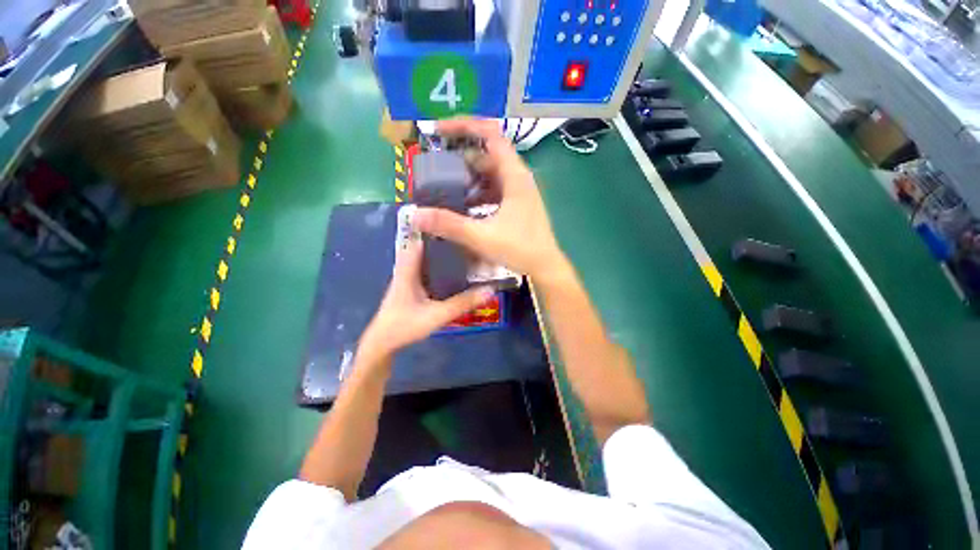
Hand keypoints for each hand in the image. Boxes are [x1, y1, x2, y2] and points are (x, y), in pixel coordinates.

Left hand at [358, 238, 494, 361]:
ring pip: (426, 259)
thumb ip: (462, 303)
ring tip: (465, 248)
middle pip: (426, 247)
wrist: (383, 344)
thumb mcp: (437, 315)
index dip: (436, 228)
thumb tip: (489, 290)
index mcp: (409, 269)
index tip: (456, 222)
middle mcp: (408, 269)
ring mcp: (408, 279)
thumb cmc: (405, 326)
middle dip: (444, 240)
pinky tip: (454, 270)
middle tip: (467, 236)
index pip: (421, 239)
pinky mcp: (412, 288)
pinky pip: (427, 270)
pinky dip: (439, 266)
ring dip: (442, 253)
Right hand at [413, 118, 566, 281]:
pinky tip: (465, 206)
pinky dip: (478, 193)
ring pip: (490, 175)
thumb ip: (449, 225)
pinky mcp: (517, 204)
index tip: (439, 130)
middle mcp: (518, 178)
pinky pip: (494, 190)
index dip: (464, 126)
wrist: (545, 267)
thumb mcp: (482, 237)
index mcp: (514, 176)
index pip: (490, 135)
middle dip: (461, 158)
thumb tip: (416, 215)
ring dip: (469, 179)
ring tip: (446, 188)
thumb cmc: (520, 249)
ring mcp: (519, 191)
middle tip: (437, 167)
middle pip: (487, 156)